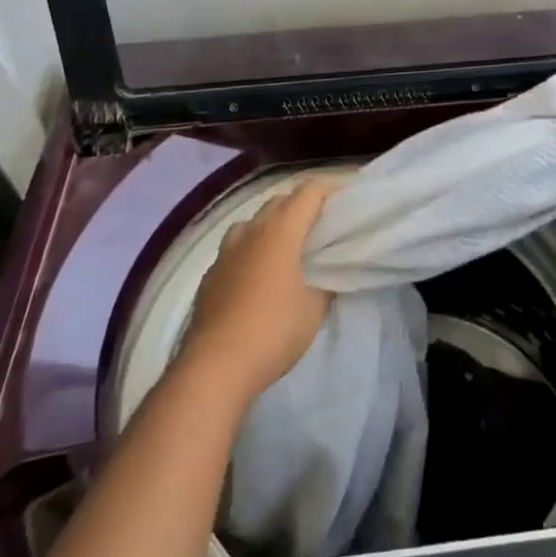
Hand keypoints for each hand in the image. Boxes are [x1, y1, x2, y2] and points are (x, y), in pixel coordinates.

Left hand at [179, 177, 335, 404]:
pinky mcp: (209, 277)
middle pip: (279, 201)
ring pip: (251, 223)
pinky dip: (250, 251)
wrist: (214, 368)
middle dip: (301, 205)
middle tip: (321, 224)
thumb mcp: (314, 308)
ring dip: (271, 225)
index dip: (330, 188)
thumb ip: (325, 283)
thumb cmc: (273, 330)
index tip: (346, 198)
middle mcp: (250, 232)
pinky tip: (257, 276)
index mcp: (280, 231)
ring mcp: (225, 253)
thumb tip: (326, 275)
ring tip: (286, 246)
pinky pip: (234, 249)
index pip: (309, 192)